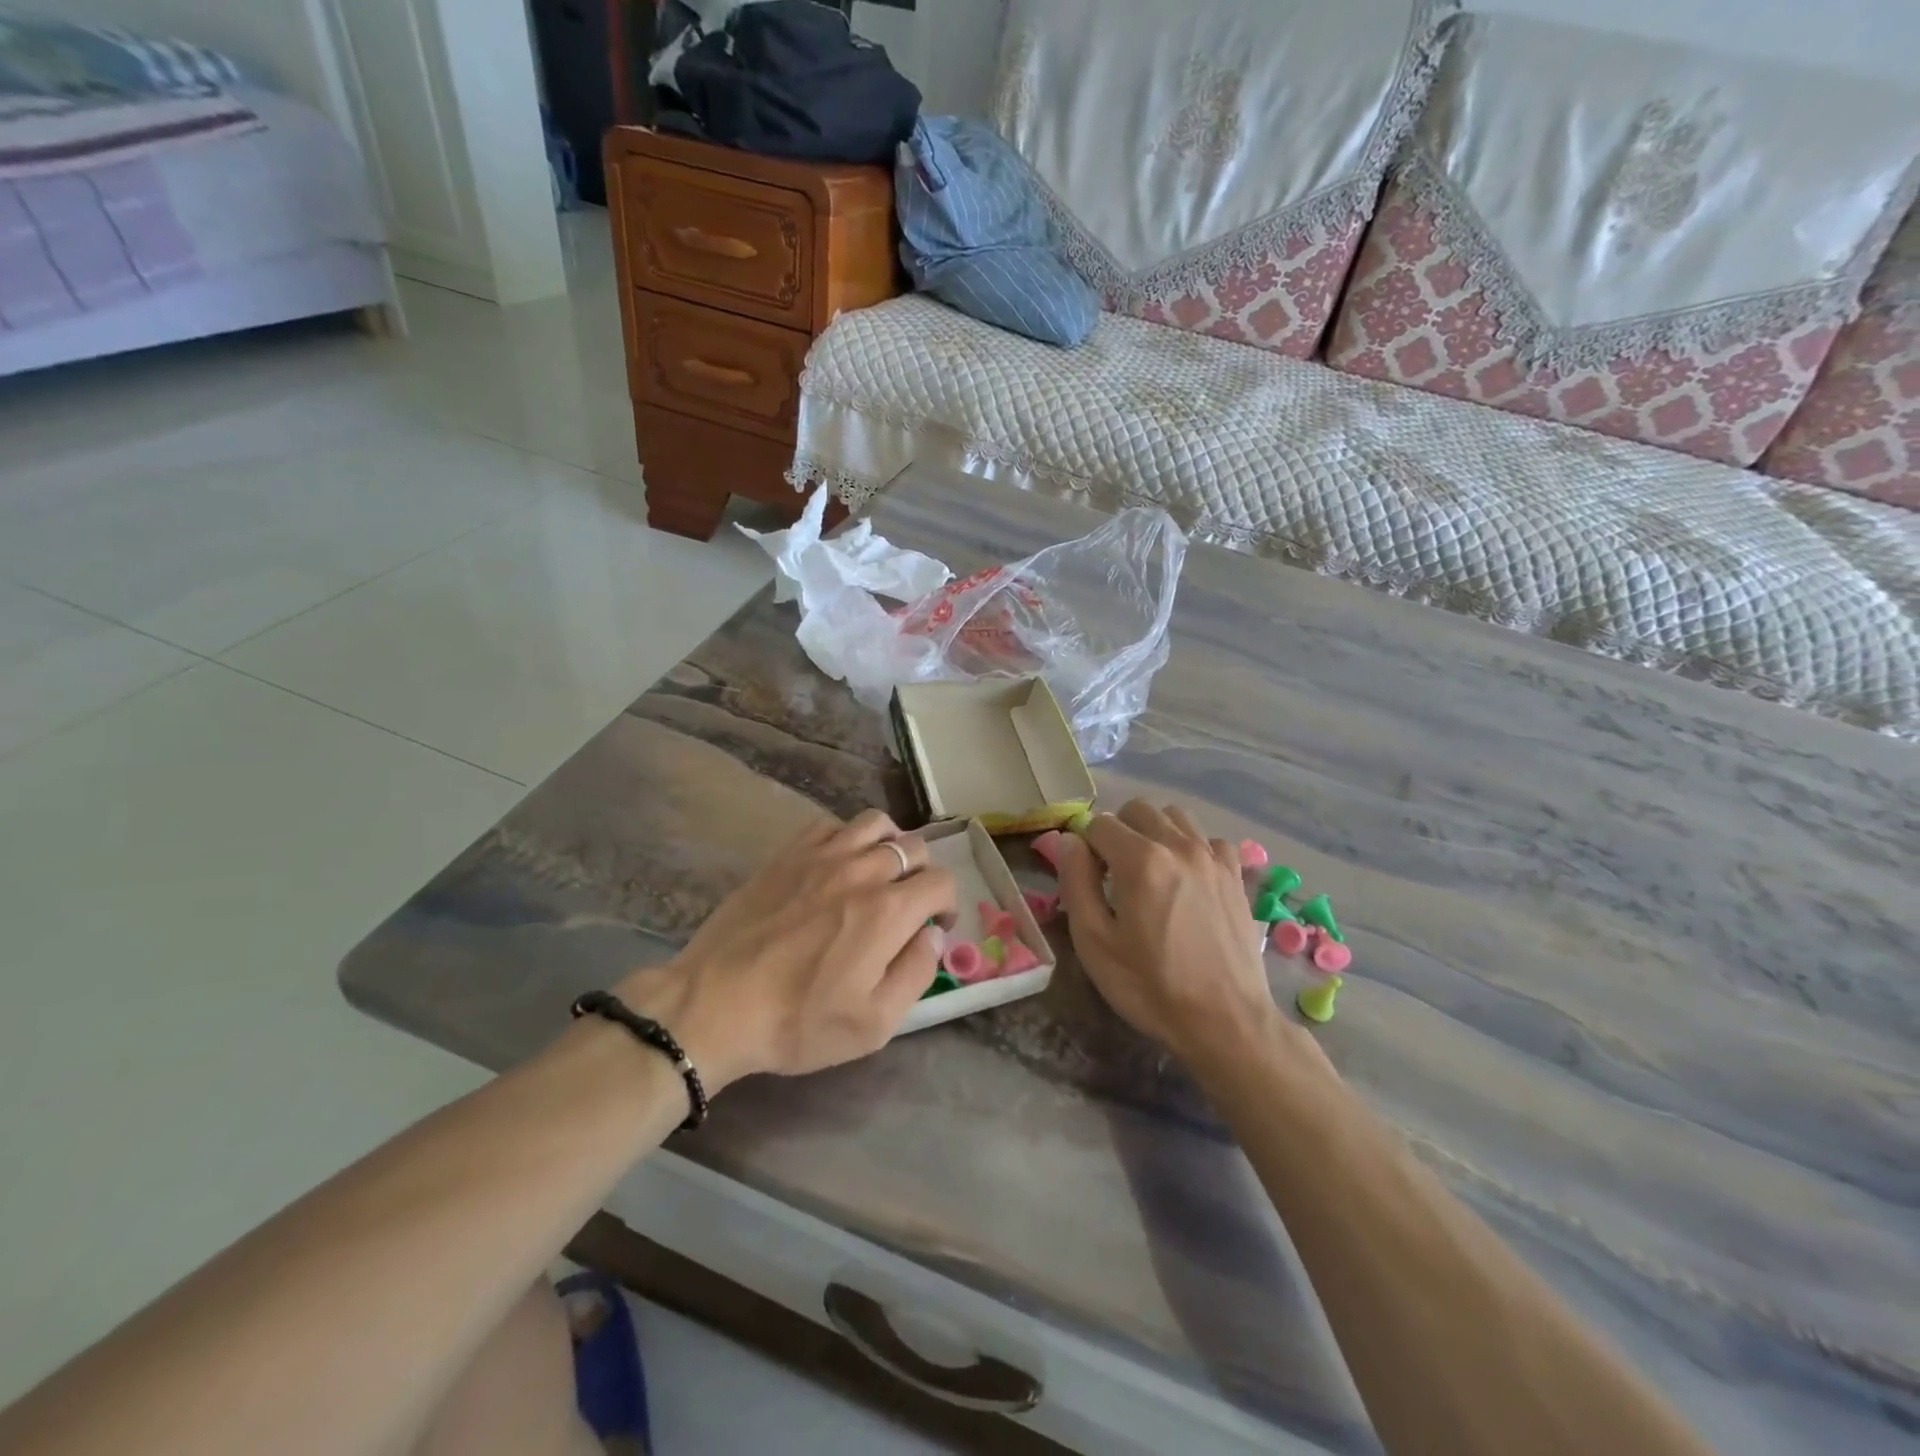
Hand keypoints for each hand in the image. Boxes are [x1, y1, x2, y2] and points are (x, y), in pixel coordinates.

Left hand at [619, 810, 955, 1091]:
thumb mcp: (873, 1024)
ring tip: (880, 873)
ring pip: (876, 823)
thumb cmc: (797, 1022)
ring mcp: (821, 857)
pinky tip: (839, 863)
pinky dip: (847, 837)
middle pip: (915, 847)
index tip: (934, 927)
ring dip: (890, 844)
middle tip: (909, 905)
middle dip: (924, 874)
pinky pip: (831, 825)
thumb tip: (932, 935)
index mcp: (888, 911)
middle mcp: (861, 871)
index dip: (948, 904)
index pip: (941, 882)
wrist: (714, 1005)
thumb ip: (916, 974)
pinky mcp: (787, 855)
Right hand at [1055, 801, 1282, 1066]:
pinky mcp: (1236, 875)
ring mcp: (1213, 858)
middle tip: (1114, 873)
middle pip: (1137, 809)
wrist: (1226, 1022)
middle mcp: (1179, 846)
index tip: (1089, 881)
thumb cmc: (1151, 986)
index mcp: (1141, 860)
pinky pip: (1208, 839)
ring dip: (1154, 832)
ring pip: (1175, 817)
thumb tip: (1069, 841)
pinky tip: (1187, 879)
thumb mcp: (1095, 942)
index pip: (1099, 824)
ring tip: (1150, 872)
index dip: (1086, 848)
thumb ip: (1076, 882)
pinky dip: (1191, 848)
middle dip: (1118, 831)